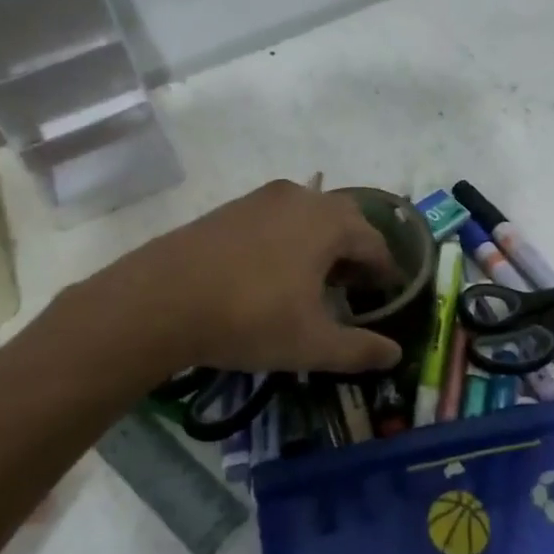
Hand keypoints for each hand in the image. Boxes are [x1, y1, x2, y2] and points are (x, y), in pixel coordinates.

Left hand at [42, 180, 403, 391]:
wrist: (158, 300)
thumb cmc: (249, 318)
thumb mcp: (312, 344)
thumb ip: (360, 350)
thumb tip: (395, 355)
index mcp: (329, 222)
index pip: (376, 244)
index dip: (387, 273)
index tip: (387, 298)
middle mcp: (302, 198)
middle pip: (346, 221)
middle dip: (357, 253)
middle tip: (354, 290)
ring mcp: (262, 198)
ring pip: (310, 216)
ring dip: (323, 244)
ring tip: (315, 282)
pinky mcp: (231, 208)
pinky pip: (278, 219)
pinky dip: (291, 240)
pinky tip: (274, 273)